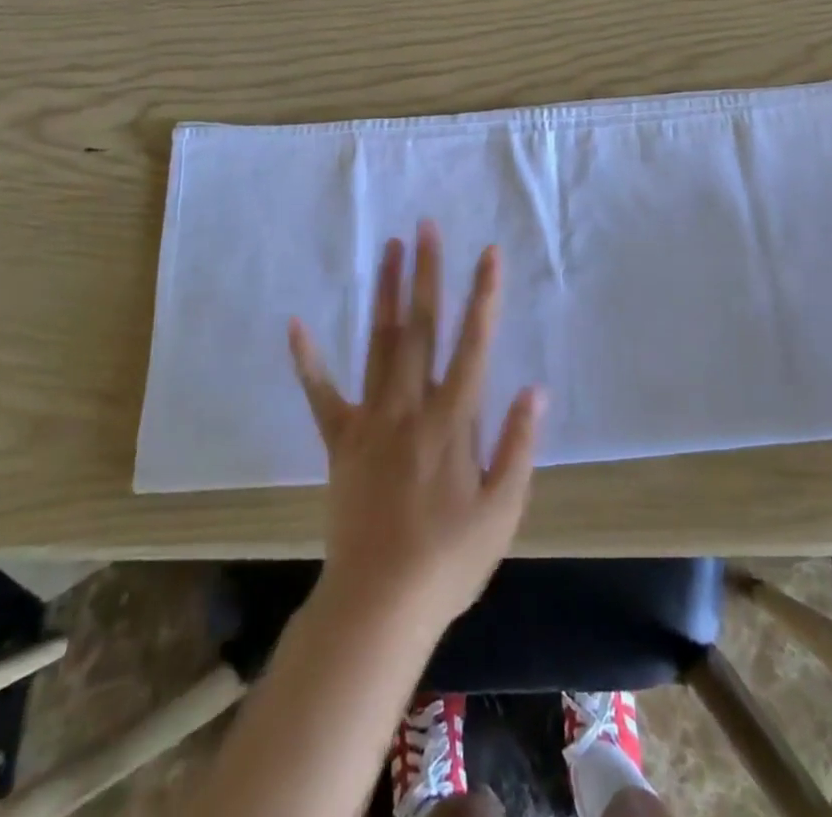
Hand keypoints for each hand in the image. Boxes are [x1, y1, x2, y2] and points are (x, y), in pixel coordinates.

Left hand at [288, 220, 545, 634]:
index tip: (488, 253)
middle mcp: (410, 407)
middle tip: (425, 227)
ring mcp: (370, 419)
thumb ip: (518, 445)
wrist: (379, 605)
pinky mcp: (340, 440)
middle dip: (427, 273)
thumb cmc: (450, 560)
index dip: (483, 296)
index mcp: (452, 421)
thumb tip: (535, 389)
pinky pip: (321, 394)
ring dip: (386, 293)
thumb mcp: (503, 511)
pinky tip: (296, 323)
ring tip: (388, 248)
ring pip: (380, 344)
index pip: (473, 345)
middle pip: (421, 328)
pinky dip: (308, 361)